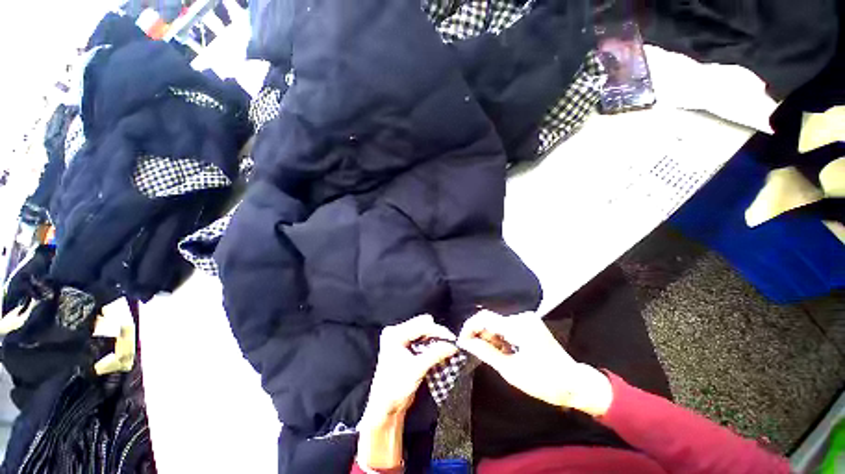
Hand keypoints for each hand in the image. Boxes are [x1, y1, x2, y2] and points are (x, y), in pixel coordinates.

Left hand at [364, 314, 458, 417]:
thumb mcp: (417, 369)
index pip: (420, 326)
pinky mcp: (405, 347)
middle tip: (450, 343)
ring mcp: (400, 340)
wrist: (386, 408)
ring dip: (435, 340)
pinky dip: (431, 345)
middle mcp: (396, 333)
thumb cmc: (395, 389)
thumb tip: (452, 345)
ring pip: (423, 332)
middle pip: (422, 326)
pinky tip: (439, 352)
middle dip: (437, 334)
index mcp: (394, 335)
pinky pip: (422, 340)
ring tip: (446, 348)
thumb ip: (436, 354)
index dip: (438, 331)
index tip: (452, 339)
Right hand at [457, 310, 612, 416]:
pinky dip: (499, 337)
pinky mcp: (529, 324)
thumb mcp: (511, 370)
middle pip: (491, 319)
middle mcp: (522, 317)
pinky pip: (506, 325)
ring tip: (488, 354)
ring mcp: (527, 319)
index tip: (461, 341)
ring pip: (497, 322)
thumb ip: (485, 352)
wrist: (574, 383)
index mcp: (518, 326)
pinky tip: (501, 350)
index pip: (484, 318)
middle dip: (479, 334)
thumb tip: (465, 342)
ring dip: (489, 336)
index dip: (469, 327)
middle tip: (473, 351)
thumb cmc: (543, 381)